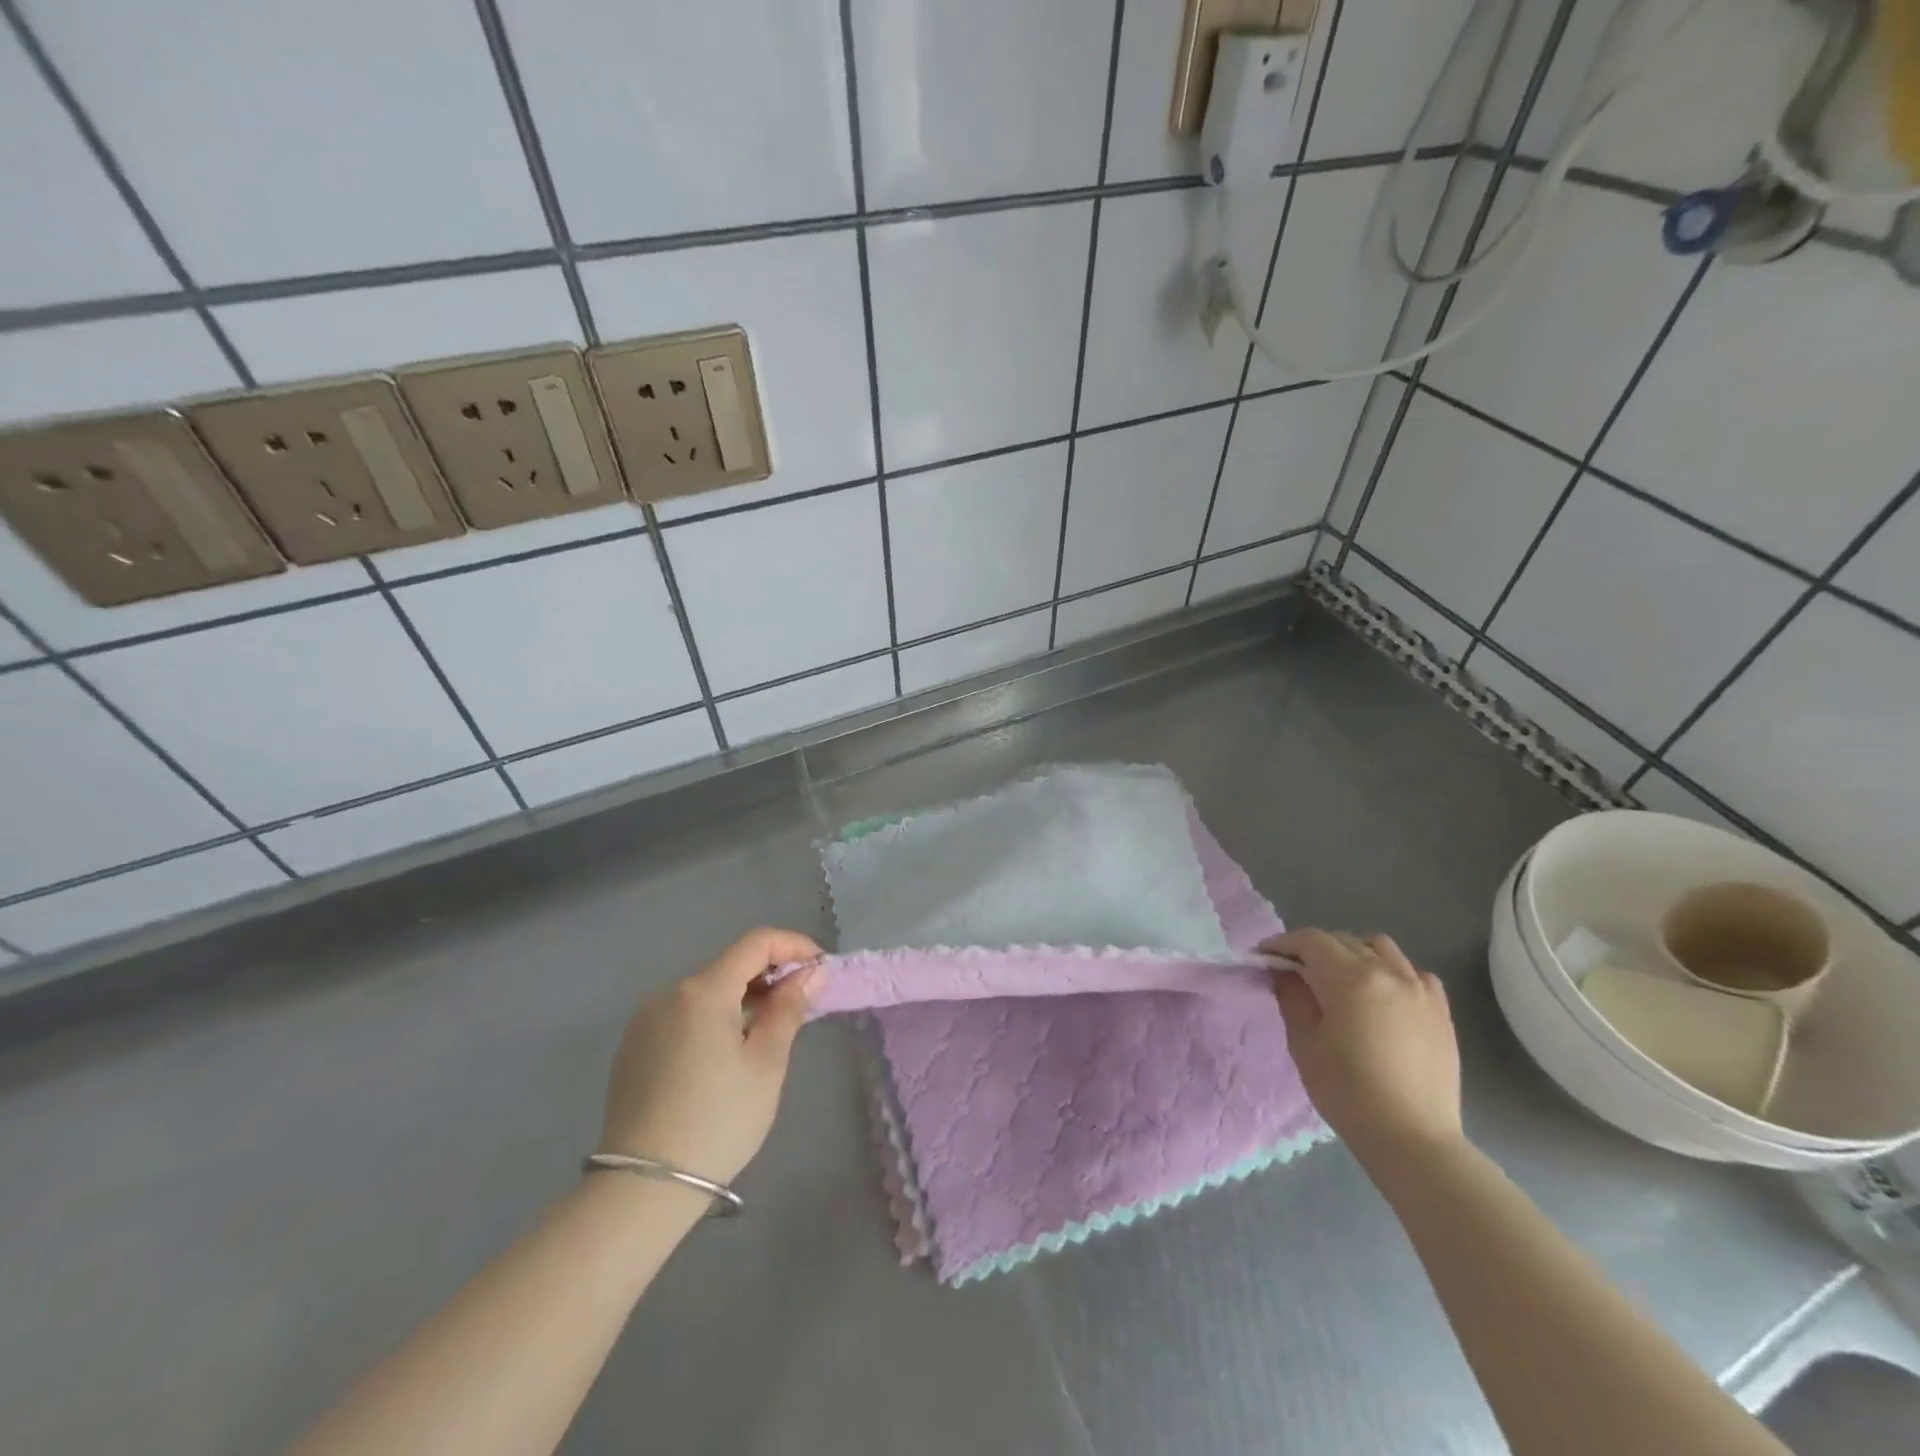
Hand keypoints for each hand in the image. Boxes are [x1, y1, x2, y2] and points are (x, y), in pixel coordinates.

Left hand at [599, 927, 825, 1185]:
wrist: (642, 1188)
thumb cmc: (717, 1122)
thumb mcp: (766, 1065)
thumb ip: (788, 1009)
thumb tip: (809, 973)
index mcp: (703, 990)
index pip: (756, 942)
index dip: (794, 946)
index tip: (820, 968)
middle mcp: (669, 993)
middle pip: (730, 965)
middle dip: (770, 974)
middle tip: (802, 1004)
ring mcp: (645, 1020)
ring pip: (706, 990)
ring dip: (743, 997)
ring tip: (768, 1030)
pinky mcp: (634, 1047)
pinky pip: (684, 1014)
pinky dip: (714, 1017)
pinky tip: (727, 1053)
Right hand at [1261, 929, 1461, 1160]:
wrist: (1412, 1139)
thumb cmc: (1347, 1091)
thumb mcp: (1304, 1042)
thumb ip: (1291, 996)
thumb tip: (1285, 971)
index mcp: (1350, 977)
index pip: (1310, 940)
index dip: (1283, 943)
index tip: (1264, 956)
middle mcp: (1388, 972)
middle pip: (1343, 941)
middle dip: (1313, 950)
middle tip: (1295, 972)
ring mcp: (1420, 989)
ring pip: (1381, 948)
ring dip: (1354, 954)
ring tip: (1341, 979)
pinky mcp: (1440, 1011)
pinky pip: (1414, 973)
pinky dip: (1392, 973)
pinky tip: (1383, 996)